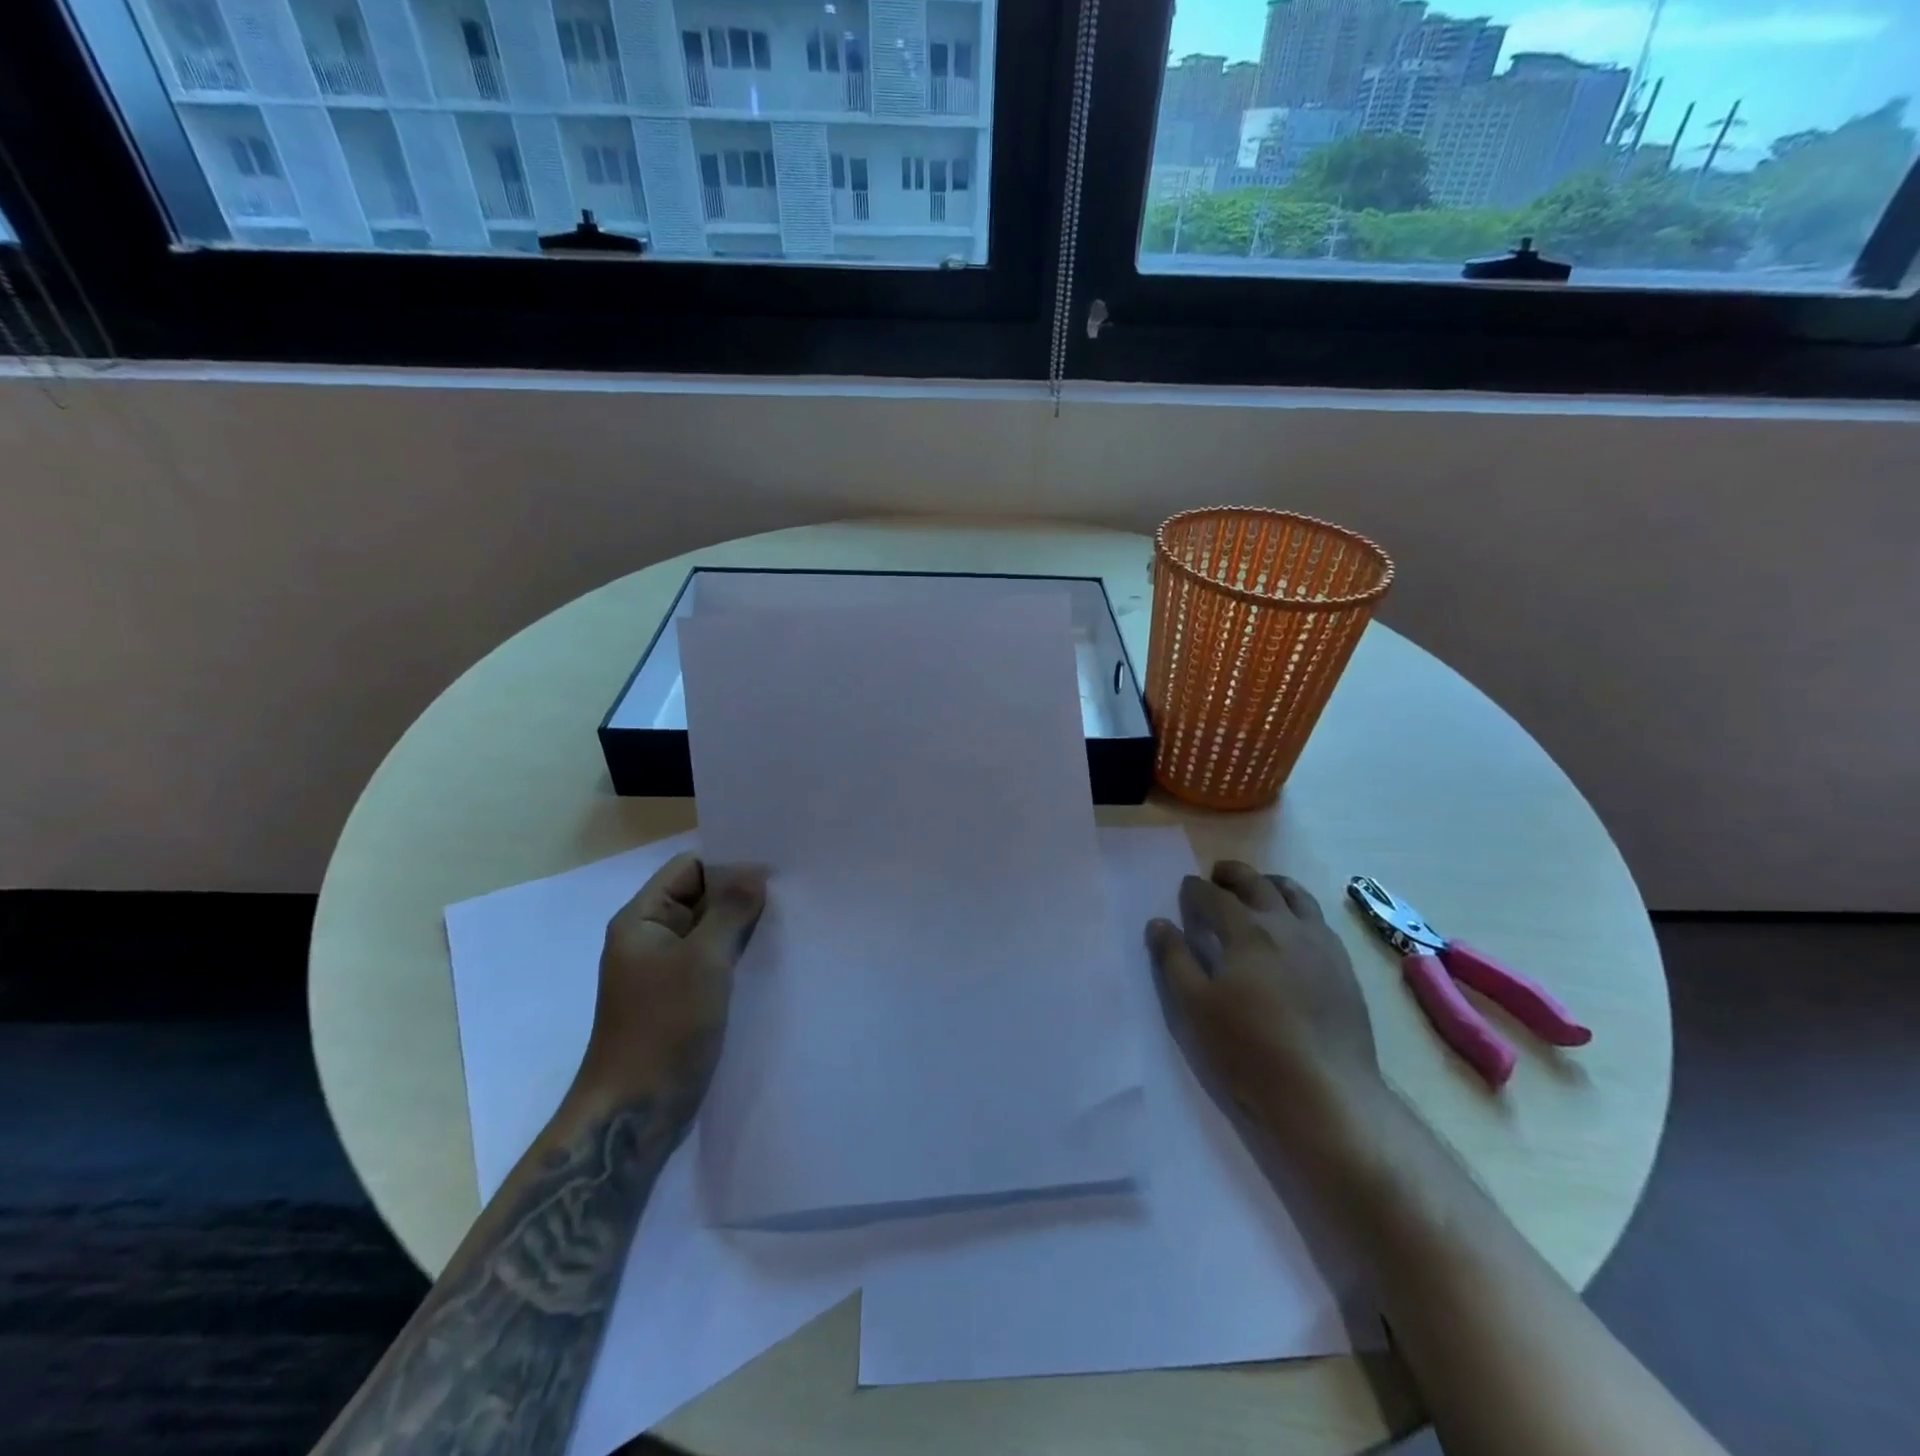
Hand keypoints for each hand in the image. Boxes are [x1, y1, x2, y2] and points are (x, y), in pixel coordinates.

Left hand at [578, 852, 766, 1107]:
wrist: (635, 1110)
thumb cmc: (664, 1026)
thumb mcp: (703, 959)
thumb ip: (731, 911)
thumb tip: (755, 873)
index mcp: (642, 920)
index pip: (689, 869)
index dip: (728, 864)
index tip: (774, 870)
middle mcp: (651, 939)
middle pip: (701, 898)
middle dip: (741, 895)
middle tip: (792, 894)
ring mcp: (666, 971)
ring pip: (711, 932)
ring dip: (743, 927)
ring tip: (789, 922)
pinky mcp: (682, 999)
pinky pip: (714, 962)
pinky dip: (739, 956)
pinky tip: (772, 957)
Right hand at [1147, 861, 1382, 1147]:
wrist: (1326, 1092)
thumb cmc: (1249, 1049)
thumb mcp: (1194, 1007)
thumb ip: (1174, 960)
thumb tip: (1158, 923)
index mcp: (1246, 931)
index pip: (1214, 896)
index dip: (1195, 889)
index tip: (1185, 888)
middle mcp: (1285, 926)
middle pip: (1257, 883)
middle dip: (1233, 874)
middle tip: (1217, 875)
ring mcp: (1320, 944)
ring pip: (1295, 895)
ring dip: (1270, 884)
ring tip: (1259, 889)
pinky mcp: (1343, 967)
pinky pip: (1318, 920)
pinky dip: (1298, 909)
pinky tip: (1294, 927)